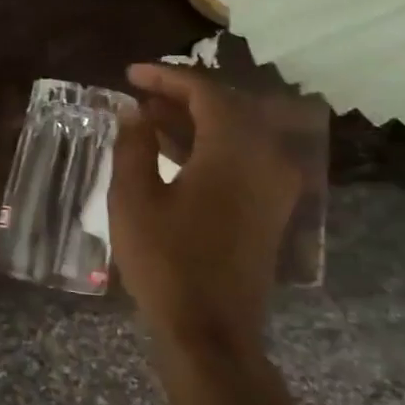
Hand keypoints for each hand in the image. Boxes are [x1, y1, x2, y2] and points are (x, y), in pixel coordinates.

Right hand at [108, 62, 306, 347]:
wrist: (210, 330)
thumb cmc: (166, 261)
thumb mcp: (133, 199)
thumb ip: (133, 146)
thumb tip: (135, 115)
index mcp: (235, 149)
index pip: (206, 91)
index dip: (166, 77)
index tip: (130, 75)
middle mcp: (266, 157)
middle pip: (227, 107)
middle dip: (181, 96)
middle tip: (139, 94)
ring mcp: (274, 185)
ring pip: (236, 133)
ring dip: (194, 121)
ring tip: (148, 119)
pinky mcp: (270, 208)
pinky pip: (242, 159)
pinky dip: (209, 147)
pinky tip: (173, 152)